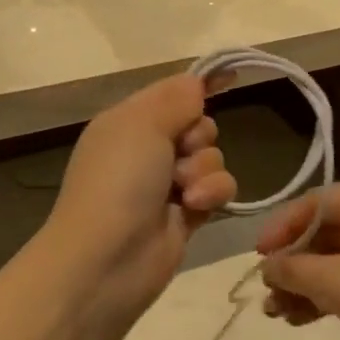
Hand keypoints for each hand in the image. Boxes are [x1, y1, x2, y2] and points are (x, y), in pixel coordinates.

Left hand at [42, 72, 237, 313]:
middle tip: (180, 153)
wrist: (107, 260)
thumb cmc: (118, 182)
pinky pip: (218, 190)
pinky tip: (194, 208)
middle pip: (199, 125)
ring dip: (205, 170)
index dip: (199, 88)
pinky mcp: (187, 214)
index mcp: (128, 122)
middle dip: (199, 137)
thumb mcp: (141, 124)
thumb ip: (176, 99)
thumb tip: (196, 83)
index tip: (231, 79)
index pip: (172, 93)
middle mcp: (147, 150)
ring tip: (184, 191)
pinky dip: (212, 195)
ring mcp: (167, 184)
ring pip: (212, 158)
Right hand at [257, 183, 339, 339]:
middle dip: (295, 265)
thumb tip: (269, 266)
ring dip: (312, 283)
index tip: (258, 258)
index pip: (314, 203)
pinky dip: (339, 289)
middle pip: (329, 230)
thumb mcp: (330, 283)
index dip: (281, 228)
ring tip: (284, 315)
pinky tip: (313, 317)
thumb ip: (291, 269)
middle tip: (270, 293)